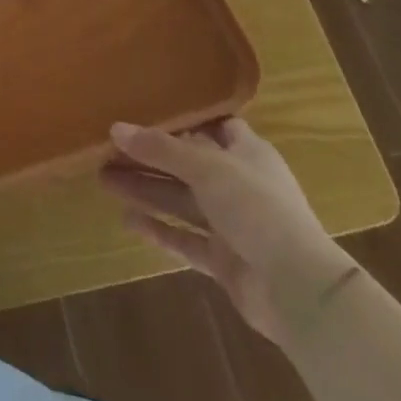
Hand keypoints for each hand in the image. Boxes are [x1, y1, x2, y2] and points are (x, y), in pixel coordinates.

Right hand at [100, 117, 355, 345]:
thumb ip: (160, 149)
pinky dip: (159, 229)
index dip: (183, 120)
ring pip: (181, 201)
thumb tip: (115, 128)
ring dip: (146, 190)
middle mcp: (239, 185)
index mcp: (247, 154)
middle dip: (148, 158)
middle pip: (187, 165)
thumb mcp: (206, 168)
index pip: (213, 127)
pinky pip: (185, 239)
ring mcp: (232, 225)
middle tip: (106, 150)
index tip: (145, 111)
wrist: (297, 288)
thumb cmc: (257, 208)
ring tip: (103, 178)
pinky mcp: (224, 260)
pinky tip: (127, 220)